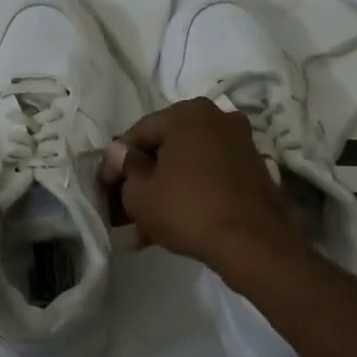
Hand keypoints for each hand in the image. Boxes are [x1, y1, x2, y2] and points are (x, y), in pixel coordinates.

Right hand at [99, 99, 302, 275]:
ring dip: (163, 192)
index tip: (104, 187)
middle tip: (123, 208)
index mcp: (188, 114)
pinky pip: (208, 178)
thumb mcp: (141, 194)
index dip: (116, 162)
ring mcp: (239, 144)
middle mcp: (218, 119)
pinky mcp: (252, 171)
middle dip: (142, 179)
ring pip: (187, 166)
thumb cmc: (187, 209)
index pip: (139, 133)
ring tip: (143, 228)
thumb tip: (118, 153)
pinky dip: (188, 195)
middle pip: (166, 149)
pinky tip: (170, 226)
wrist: (252, 243)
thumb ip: (126, 168)